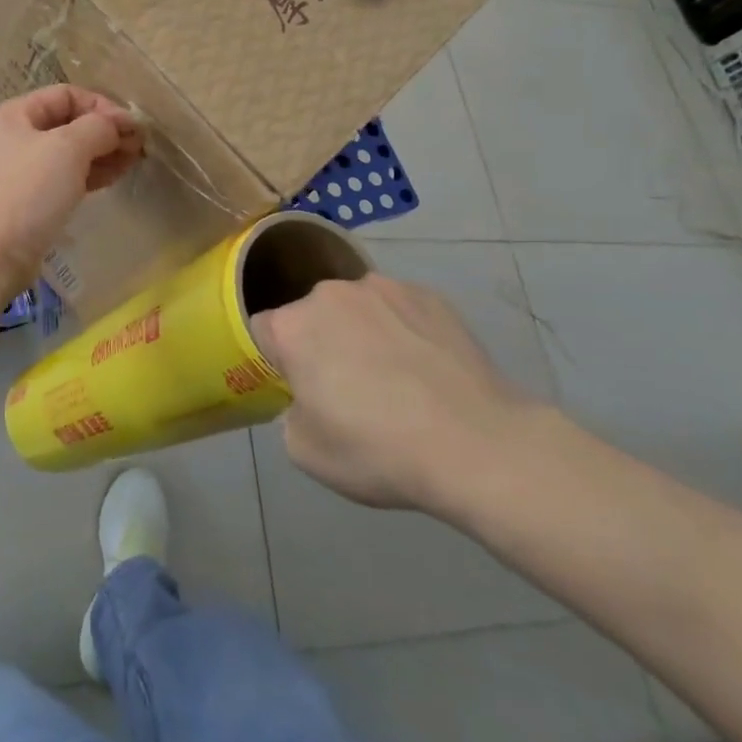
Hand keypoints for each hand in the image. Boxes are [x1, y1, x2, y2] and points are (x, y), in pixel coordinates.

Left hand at [0, 86, 143, 292]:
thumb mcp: (68, 148)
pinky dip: (92, 173)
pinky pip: (67, 176)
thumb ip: (99, 127)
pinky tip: (116, 176)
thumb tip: (121, 124)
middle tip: (139, 146)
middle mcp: (17, 137)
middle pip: (70, 123)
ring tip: (134, 161)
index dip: (102, 105)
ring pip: (71, 152)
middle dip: (106, 131)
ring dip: (104, 152)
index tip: (130, 127)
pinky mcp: (33, 198)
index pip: (67, 94)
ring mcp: (24, 169)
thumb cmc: (29, 191)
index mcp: (16, 114)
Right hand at [250, 274, 542, 513]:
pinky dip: (403, 331)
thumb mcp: (306, 452)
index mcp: (293, 326)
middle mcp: (331, 294)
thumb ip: (290, 414)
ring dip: (361, 333)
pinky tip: (426, 369)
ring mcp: (384, 289)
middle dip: (320, 343)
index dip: (276, 361)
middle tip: (347, 387)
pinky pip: (400, 310)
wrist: (479, 445)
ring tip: (395, 378)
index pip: (263, 331)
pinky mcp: (430, 296)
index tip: (298, 388)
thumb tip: (309, 398)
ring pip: (357, 309)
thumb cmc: (379, 450)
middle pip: (311, 315)